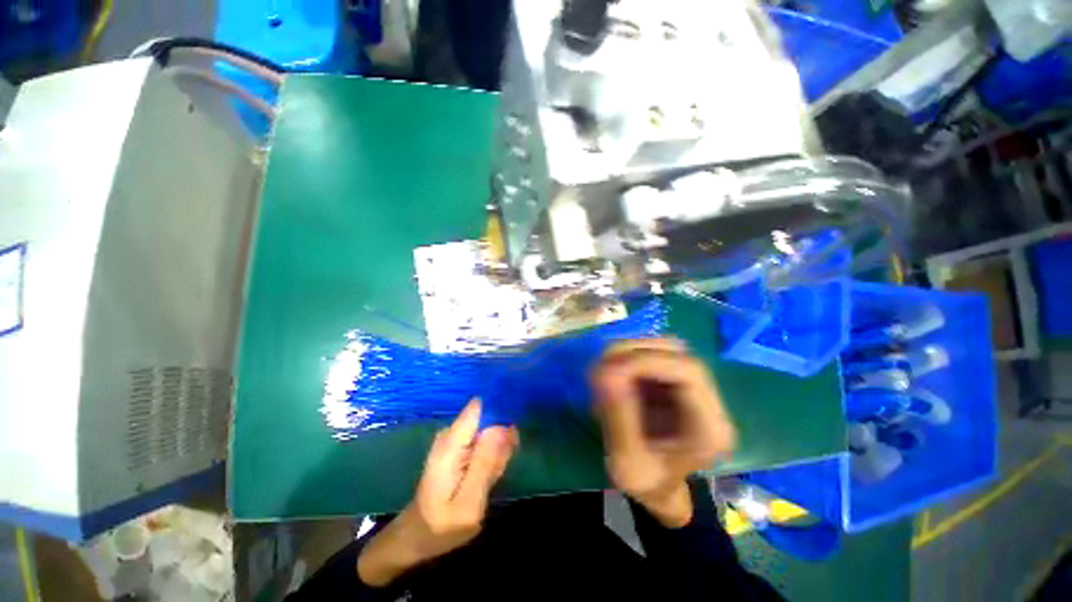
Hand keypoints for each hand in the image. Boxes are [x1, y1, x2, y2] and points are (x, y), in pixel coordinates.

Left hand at [357, 399, 517, 586]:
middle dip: (502, 437)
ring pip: (488, 430)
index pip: (479, 407)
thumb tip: (504, 427)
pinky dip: (492, 456)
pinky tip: (487, 476)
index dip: (500, 411)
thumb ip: (485, 464)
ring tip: (491, 478)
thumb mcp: (469, 504)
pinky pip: (484, 440)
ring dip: (498, 449)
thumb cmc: (441, 526)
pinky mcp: (459, 445)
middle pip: (487, 418)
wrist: (418, 536)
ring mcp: (454, 439)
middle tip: (500, 468)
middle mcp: (451, 434)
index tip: (514, 433)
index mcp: (450, 444)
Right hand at [593, 339, 735, 527]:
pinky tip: (613, 375)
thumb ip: (618, 417)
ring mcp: (690, 386)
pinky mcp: (672, 381)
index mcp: (709, 427)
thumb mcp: (628, 463)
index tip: (611, 369)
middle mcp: (708, 400)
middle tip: (601, 368)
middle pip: (676, 351)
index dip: (647, 360)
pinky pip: (650, 355)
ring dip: (629, 353)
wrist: (658, 490)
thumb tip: (603, 370)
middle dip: (634, 352)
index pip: (688, 370)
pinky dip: (627, 358)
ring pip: (662, 348)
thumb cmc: (647, 485)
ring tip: (605, 373)